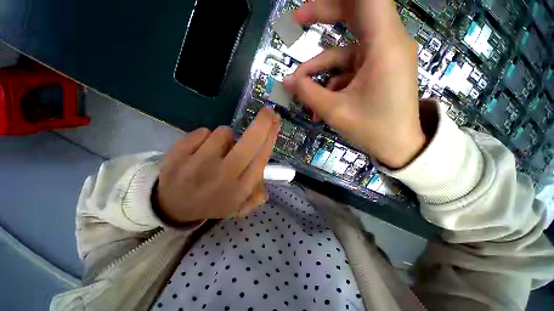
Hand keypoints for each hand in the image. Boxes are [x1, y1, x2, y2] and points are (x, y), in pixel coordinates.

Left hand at [155, 107, 279, 223]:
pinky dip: (206, 137)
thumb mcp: (239, 205)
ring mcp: (198, 164)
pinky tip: (200, 151)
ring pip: (223, 132)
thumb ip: (257, 192)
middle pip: (249, 142)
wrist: (173, 207)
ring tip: (218, 151)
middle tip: (269, 111)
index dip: (270, 137)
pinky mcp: (178, 154)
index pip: (261, 157)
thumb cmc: (212, 202)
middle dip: (263, 123)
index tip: (276, 122)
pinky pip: (202, 132)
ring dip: (226, 138)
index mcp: (240, 189)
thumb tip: (264, 172)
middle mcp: (223, 176)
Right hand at [284, 0, 425, 167]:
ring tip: (301, 90)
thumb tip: (287, 82)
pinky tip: (319, 102)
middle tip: (298, 20)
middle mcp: (386, 44)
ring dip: (320, 69)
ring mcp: (381, 58)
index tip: (313, 4)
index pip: (368, 0)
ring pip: (345, 50)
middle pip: (355, 14)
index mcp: (384, 45)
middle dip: (324, 15)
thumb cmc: (373, 129)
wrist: (399, 147)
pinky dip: (331, 82)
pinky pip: (348, 69)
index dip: (339, 0)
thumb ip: (308, 94)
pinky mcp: (376, 72)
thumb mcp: (335, 112)